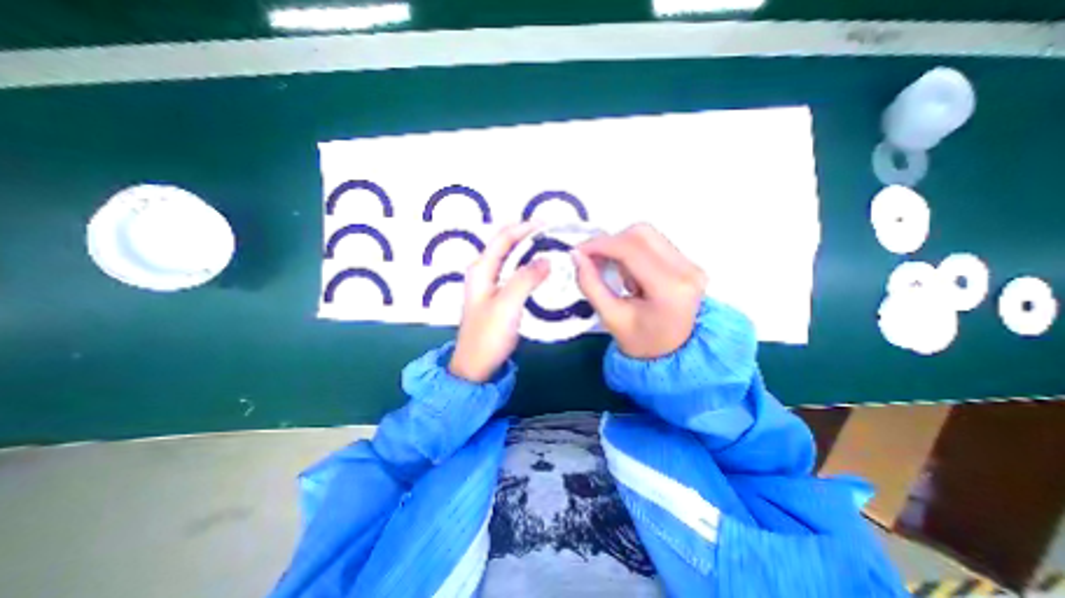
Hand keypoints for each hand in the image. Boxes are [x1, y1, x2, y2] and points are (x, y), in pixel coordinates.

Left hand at [447, 221, 548, 382]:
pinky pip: (515, 276)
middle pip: (507, 247)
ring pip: (512, 261)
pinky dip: (529, 270)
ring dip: (530, 254)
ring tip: (553, 252)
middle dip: (529, 239)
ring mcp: (490, 285)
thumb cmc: (488, 335)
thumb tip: (546, 259)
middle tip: (554, 238)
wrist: (476, 365)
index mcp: (481, 269)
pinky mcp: (498, 297)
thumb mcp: (508, 304)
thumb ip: (526, 278)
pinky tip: (543, 274)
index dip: (524, 228)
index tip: (548, 225)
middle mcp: (483, 272)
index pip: (503, 238)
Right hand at [573, 223, 705, 358]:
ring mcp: (691, 264)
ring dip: (621, 246)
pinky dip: (632, 250)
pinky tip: (628, 272)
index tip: (578, 252)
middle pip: (641, 234)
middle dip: (610, 243)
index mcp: (669, 289)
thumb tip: (576, 255)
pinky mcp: (689, 263)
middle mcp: (687, 270)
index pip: (631, 250)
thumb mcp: (610, 317)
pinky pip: (654, 243)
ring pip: (647, 234)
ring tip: (612, 271)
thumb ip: (590, 284)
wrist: (672, 353)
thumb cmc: (639, 341)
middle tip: (592, 260)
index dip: (600, 245)